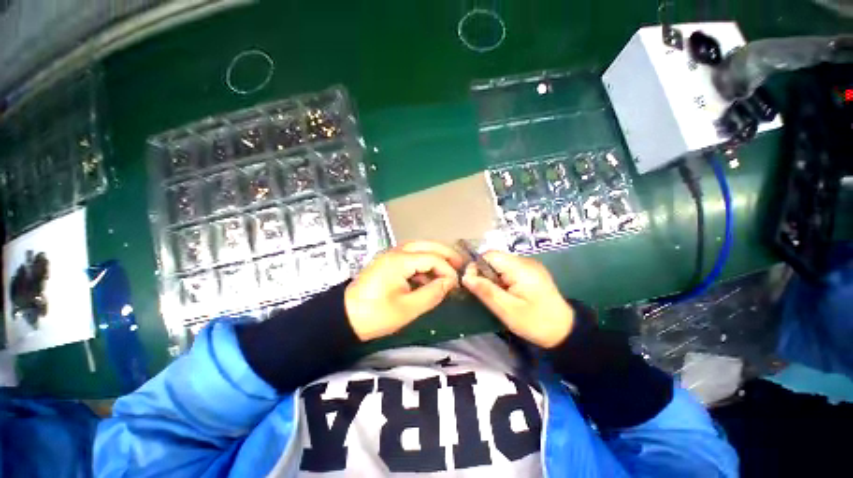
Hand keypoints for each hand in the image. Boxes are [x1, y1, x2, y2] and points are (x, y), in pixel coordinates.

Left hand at [345, 241, 463, 340]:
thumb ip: (432, 293)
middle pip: (426, 245)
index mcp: (399, 261)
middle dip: (445, 253)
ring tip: (449, 267)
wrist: (345, 318)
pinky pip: (411, 257)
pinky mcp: (388, 263)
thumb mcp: (407, 308)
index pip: (432, 258)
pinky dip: (423, 263)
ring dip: (435, 255)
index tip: (456, 285)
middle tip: (460, 264)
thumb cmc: (376, 315)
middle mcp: (395, 252)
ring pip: (419, 248)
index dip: (447, 270)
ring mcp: (391, 256)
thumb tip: (450, 283)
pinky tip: (429, 276)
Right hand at [462, 251, 573, 347]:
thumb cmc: (535, 322)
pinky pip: (508, 269)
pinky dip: (501, 279)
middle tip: (484, 293)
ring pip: (500, 264)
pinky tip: (505, 293)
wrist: (565, 331)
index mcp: (520, 268)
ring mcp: (529, 265)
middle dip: (484, 273)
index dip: (476, 266)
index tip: (472, 284)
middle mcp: (525, 261)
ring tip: (495, 295)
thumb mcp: (507, 310)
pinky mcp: (530, 272)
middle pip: (495, 259)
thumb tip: (465, 277)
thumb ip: (486, 291)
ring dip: (492, 277)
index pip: (490, 255)